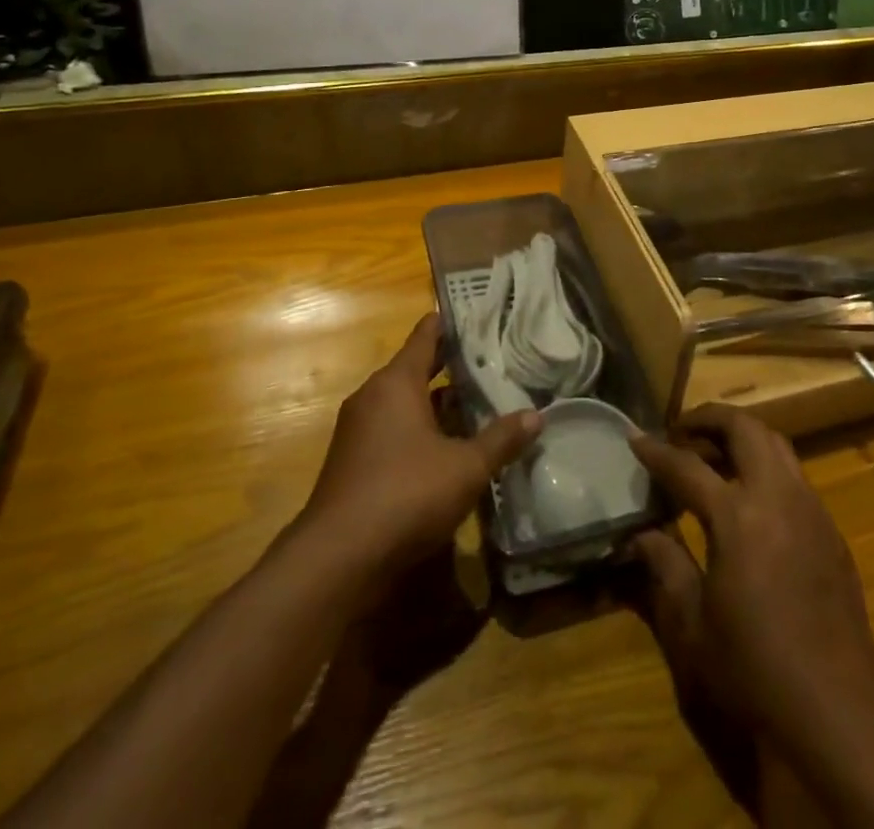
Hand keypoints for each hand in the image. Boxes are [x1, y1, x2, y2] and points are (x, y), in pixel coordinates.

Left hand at [300, 314, 539, 578]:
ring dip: (437, 403)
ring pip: (405, 403)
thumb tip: (536, 416)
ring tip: (478, 401)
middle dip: (450, 366)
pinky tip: (448, 446)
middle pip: (416, 369)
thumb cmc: (406, 494)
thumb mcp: (466, 467)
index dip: (449, 324)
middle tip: (490, 359)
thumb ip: (501, 439)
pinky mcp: (354, 462)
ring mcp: (359, 430)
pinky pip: (393, 429)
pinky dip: (420, 429)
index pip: (425, 337)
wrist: (338, 558)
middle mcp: (373, 397)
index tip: (474, 314)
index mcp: (396, 383)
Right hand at [629, 405, 873, 751]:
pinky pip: (795, 476)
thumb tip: (641, 534)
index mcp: (736, 516)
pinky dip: (766, 466)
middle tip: (681, 432)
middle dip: (708, 419)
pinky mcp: (831, 531)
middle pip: (743, 428)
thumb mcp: (692, 625)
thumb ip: (665, 567)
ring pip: (775, 443)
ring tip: (713, 456)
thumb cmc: (754, 671)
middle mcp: (777, 497)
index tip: (635, 438)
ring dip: (741, 437)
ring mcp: (810, 510)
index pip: (686, 466)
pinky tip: (751, 499)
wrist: (837, 713)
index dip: (656, 451)